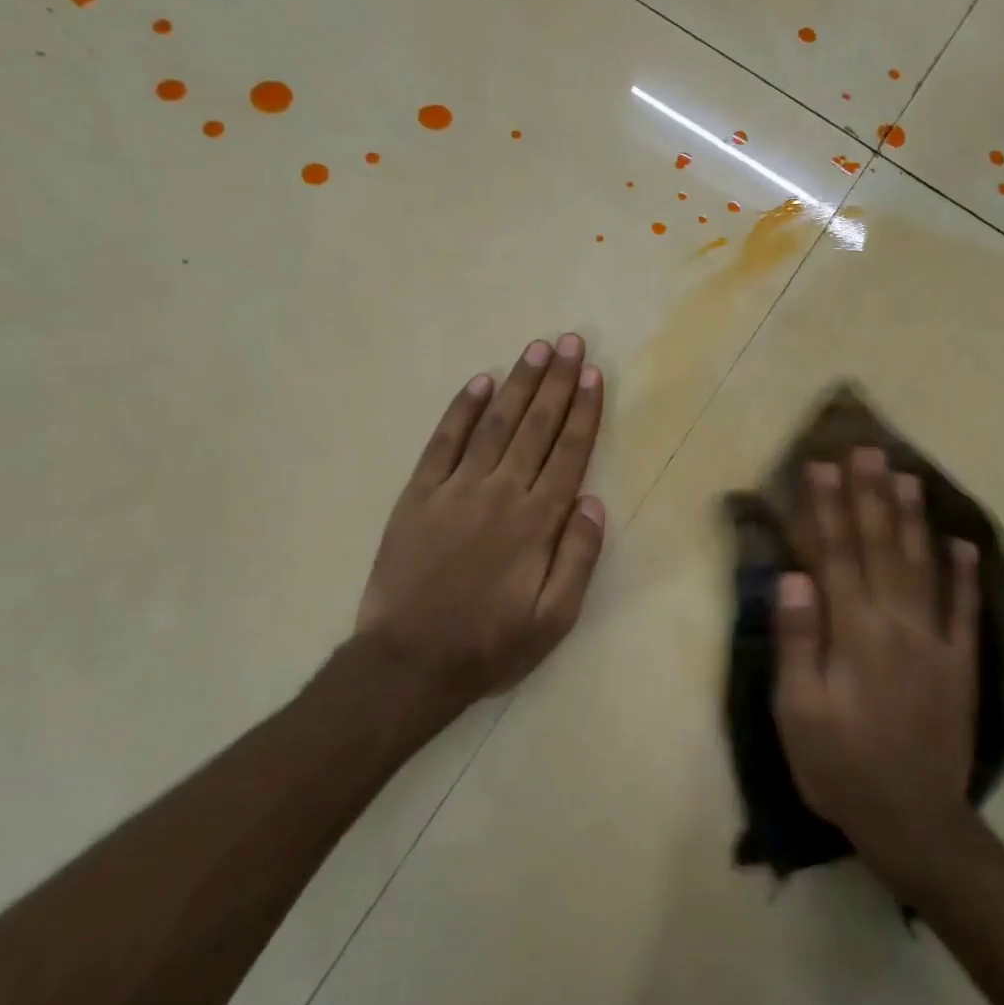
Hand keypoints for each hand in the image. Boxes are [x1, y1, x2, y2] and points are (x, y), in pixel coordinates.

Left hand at [351, 334, 606, 711]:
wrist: (409, 662)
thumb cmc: (490, 644)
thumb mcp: (554, 619)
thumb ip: (578, 557)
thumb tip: (594, 502)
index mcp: (537, 522)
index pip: (569, 453)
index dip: (584, 411)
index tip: (594, 375)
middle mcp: (501, 493)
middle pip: (536, 426)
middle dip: (557, 382)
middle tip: (571, 342)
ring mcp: (456, 489)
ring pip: (494, 424)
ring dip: (519, 384)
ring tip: (537, 349)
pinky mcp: (419, 495)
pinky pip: (443, 442)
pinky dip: (461, 409)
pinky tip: (480, 382)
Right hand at [772, 448, 980, 886]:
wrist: (915, 823)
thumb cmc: (841, 767)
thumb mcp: (799, 712)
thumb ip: (799, 642)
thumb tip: (794, 577)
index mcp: (853, 633)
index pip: (835, 555)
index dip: (825, 509)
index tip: (820, 466)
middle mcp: (896, 624)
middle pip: (880, 547)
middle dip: (869, 496)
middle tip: (866, 450)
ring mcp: (935, 641)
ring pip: (922, 566)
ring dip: (912, 519)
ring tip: (907, 476)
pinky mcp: (960, 664)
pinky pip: (965, 610)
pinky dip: (965, 574)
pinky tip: (964, 544)